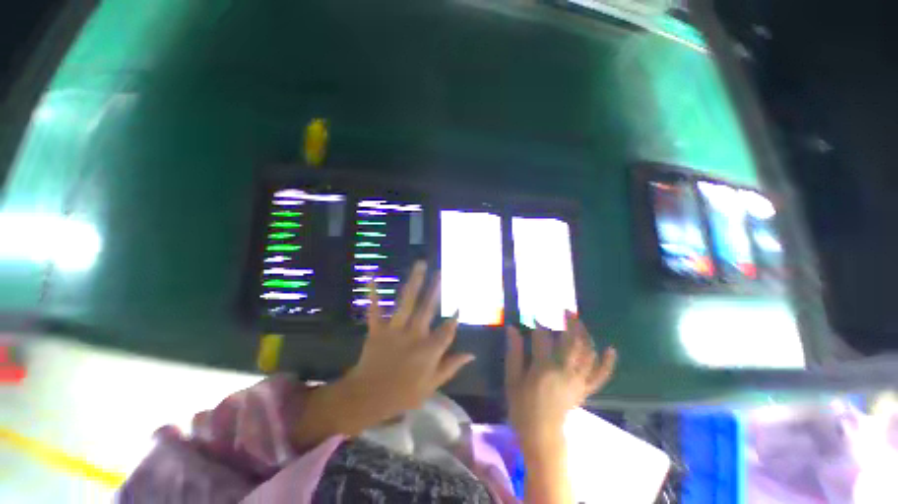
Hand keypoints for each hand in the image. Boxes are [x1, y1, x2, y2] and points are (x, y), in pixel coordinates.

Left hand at [342, 261, 474, 425]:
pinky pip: (375, 309)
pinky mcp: (377, 329)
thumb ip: (451, 367)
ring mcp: (394, 330)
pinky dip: (373, 293)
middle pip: (427, 308)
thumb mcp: (431, 386)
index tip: (460, 304)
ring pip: (407, 302)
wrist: (366, 398)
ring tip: (420, 265)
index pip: (447, 330)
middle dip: (435, 289)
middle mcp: (413, 335)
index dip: (455, 318)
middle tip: (441, 272)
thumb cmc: (402, 394)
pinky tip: (373, 276)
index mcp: (428, 350)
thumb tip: (471, 354)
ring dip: (414, 282)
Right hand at [505, 312, 616, 454]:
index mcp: (543, 368)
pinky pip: (601, 375)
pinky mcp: (585, 389)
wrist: (541, 435)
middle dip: (570, 322)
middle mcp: (565, 371)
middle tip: (565, 310)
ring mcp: (578, 380)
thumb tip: (512, 328)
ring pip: (588, 353)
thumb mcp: (512, 378)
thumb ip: (514, 352)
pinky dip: (607, 363)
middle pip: (572, 341)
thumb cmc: (522, 406)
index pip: (543, 337)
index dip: (540, 324)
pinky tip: (611, 349)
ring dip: (586, 334)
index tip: (535, 316)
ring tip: (579, 322)